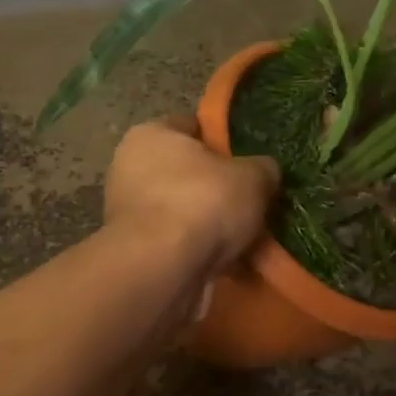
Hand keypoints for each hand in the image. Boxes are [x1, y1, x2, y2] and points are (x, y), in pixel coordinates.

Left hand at [104, 115, 279, 278]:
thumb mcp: (253, 177)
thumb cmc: (203, 203)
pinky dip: (199, 251)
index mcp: (152, 134)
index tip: (249, 158)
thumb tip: (266, 170)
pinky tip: (230, 262)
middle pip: (186, 172)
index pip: (192, 126)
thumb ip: (263, 168)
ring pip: (183, 211)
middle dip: (217, 187)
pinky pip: (177, 243)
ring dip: (209, 224)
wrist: (162, 269)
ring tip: (246, 237)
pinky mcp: (135, 250)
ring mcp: (129, 212)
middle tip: (251, 200)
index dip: (223, 139)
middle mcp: (131, 167)